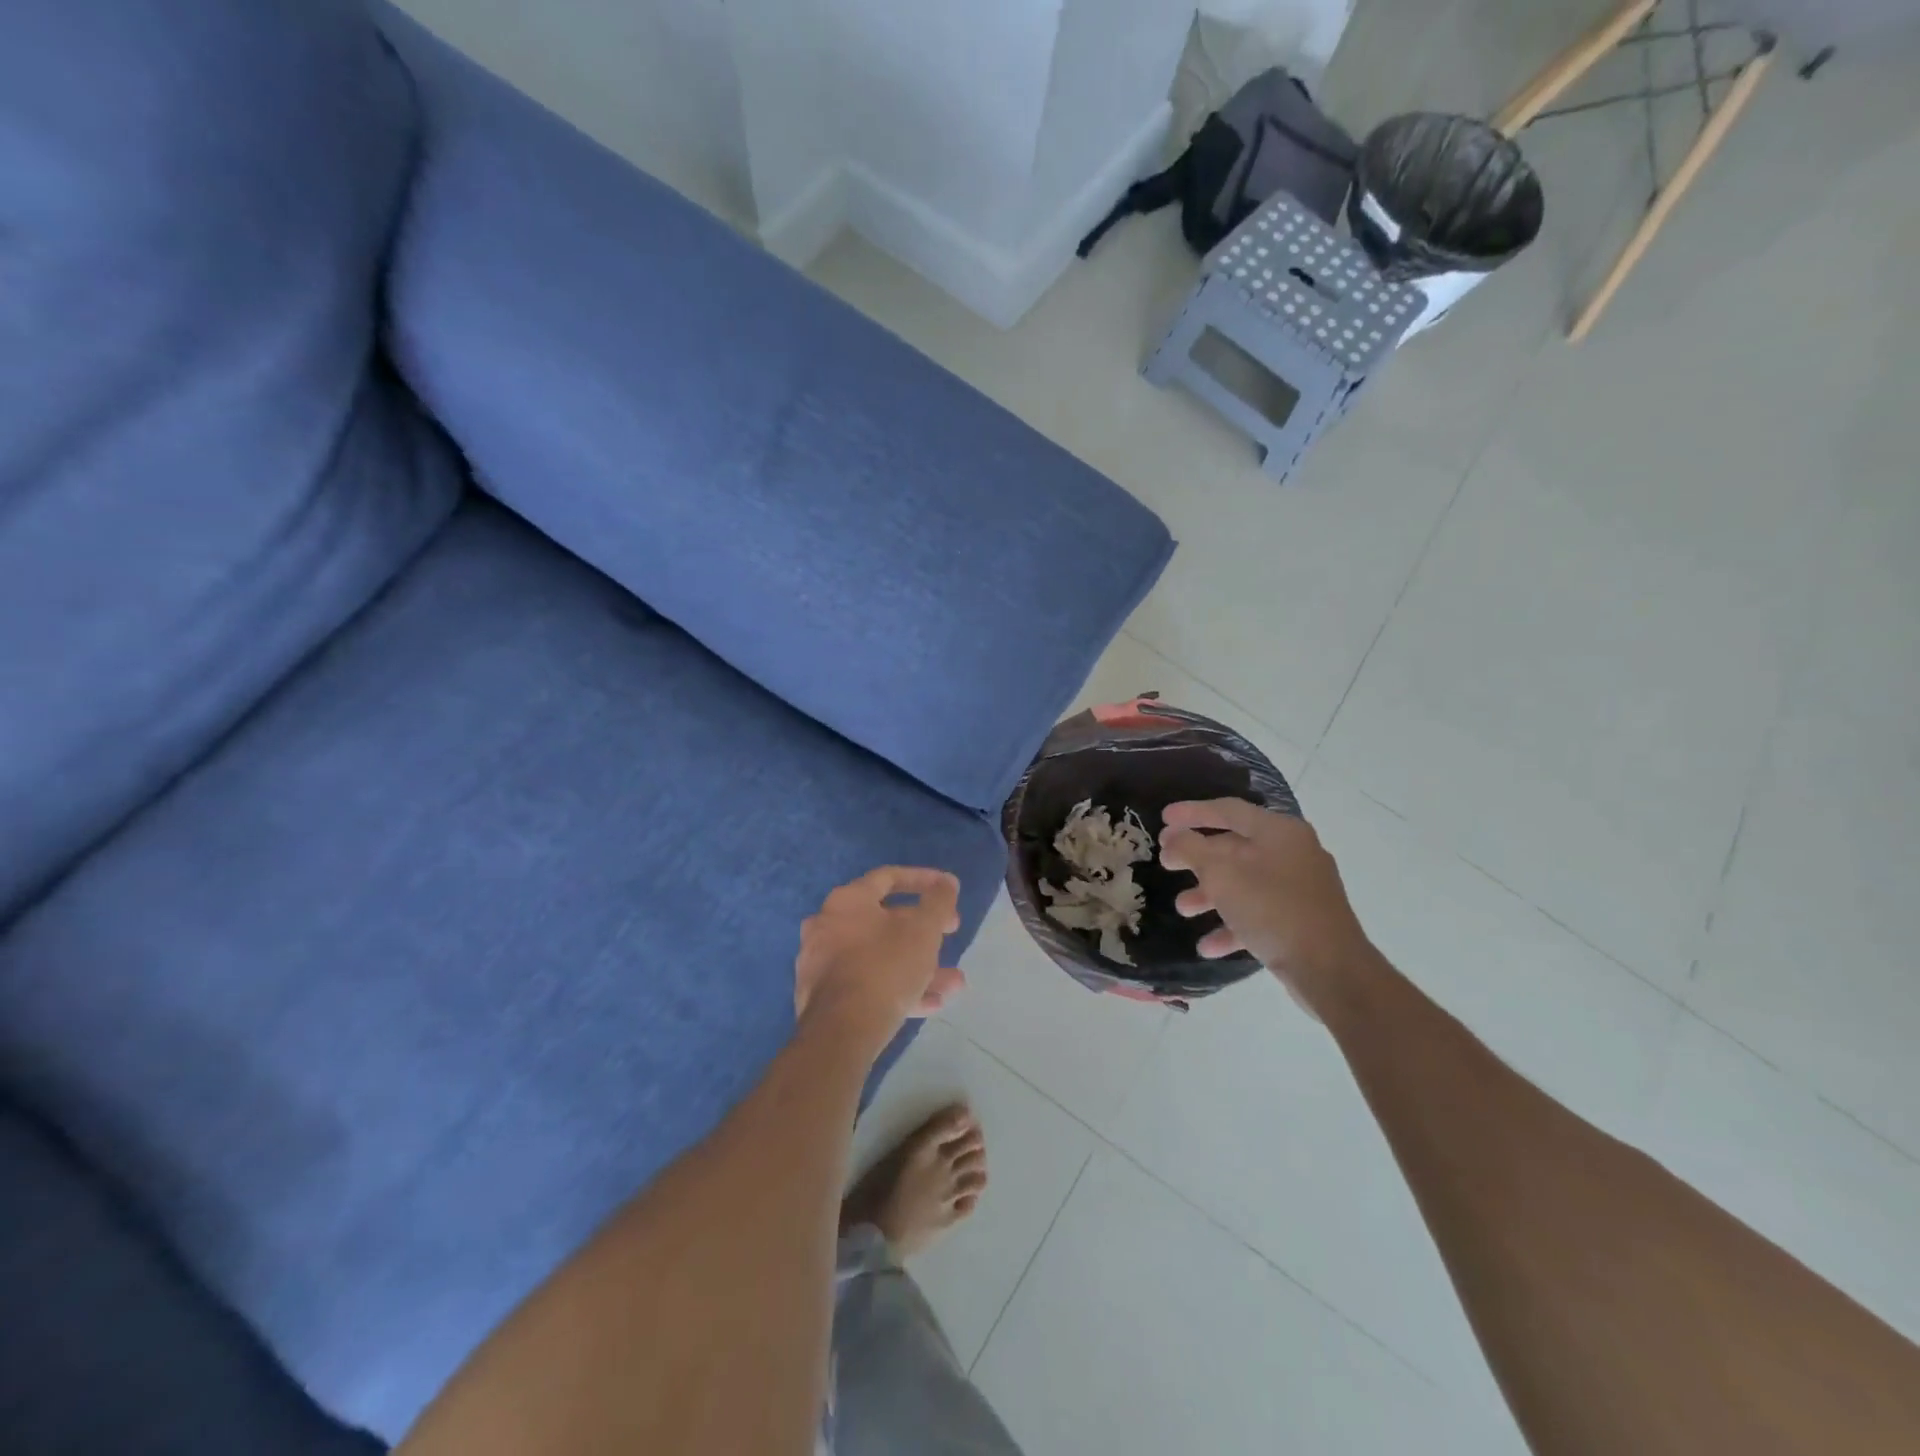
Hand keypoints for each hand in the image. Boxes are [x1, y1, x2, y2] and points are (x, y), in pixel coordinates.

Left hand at [795, 867, 966, 1051]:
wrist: (840, 1032)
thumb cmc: (885, 967)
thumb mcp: (923, 930)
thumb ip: (939, 901)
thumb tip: (947, 882)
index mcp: (847, 901)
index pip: (888, 878)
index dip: (923, 880)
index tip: (948, 890)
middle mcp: (827, 925)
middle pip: (884, 920)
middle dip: (924, 932)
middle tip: (949, 935)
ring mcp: (822, 963)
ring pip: (880, 957)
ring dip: (918, 966)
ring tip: (953, 983)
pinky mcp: (823, 998)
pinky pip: (868, 983)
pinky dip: (898, 988)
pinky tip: (931, 1005)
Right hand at [1158, 800, 1376, 1011]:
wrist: (1331, 970)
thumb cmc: (1272, 909)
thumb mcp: (1221, 873)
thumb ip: (1191, 849)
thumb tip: (1174, 838)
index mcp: (1279, 832)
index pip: (1228, 810)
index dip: (1192, 812)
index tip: (1162, 819)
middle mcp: (1293, 853)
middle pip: (1234, 847)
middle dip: (1197, 859)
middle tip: (1166, 864)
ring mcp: (1300, 889)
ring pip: (1244, 883)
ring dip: (1209, 895)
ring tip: (1183, 909)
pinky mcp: (1301, 921)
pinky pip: (1258, 914)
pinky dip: (1232, 925)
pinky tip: (1208, 946)